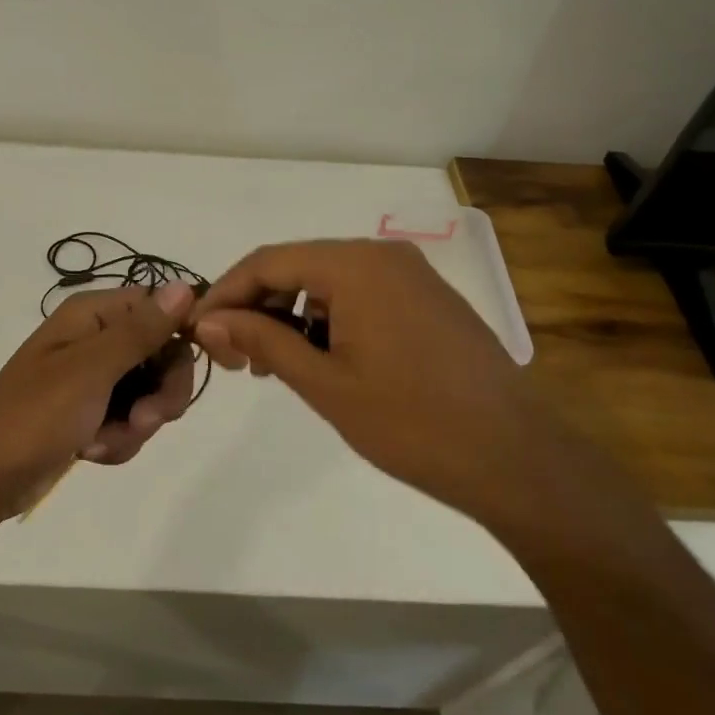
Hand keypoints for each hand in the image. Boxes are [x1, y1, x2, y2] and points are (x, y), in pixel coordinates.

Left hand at [0, 284, 194, 518]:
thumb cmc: (35, 414)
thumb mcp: (92, 369)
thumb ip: (141, 330)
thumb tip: (185, 285)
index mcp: (93, 315)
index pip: (159, 308)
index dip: (180, 335)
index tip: (187, 368)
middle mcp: (97, 338)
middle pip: (162, 355)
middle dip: (160, 394)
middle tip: (144, 420)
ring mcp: (95, 378)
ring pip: (150, 394)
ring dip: (136, 425)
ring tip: (101, 443)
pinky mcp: (92, 413)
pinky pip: (130, 421)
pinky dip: (118, 440)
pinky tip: (91, 452)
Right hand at [190, 240, 552, 521]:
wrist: (516, 458)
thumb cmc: (412, 422)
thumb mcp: (325, 384)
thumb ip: (263, 341)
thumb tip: (209, 319)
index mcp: (356, 265)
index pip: (268, 262)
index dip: (226, 293)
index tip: (198, 330)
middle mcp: (383, 256)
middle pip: (297, 266)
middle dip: (257, 306)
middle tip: (234, 356)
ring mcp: (411, 275)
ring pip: (328, 281)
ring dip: (291, 315)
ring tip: (273, 365)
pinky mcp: (427, 298)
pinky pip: (360, 294)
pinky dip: (328, 319)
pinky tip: (320, 359)